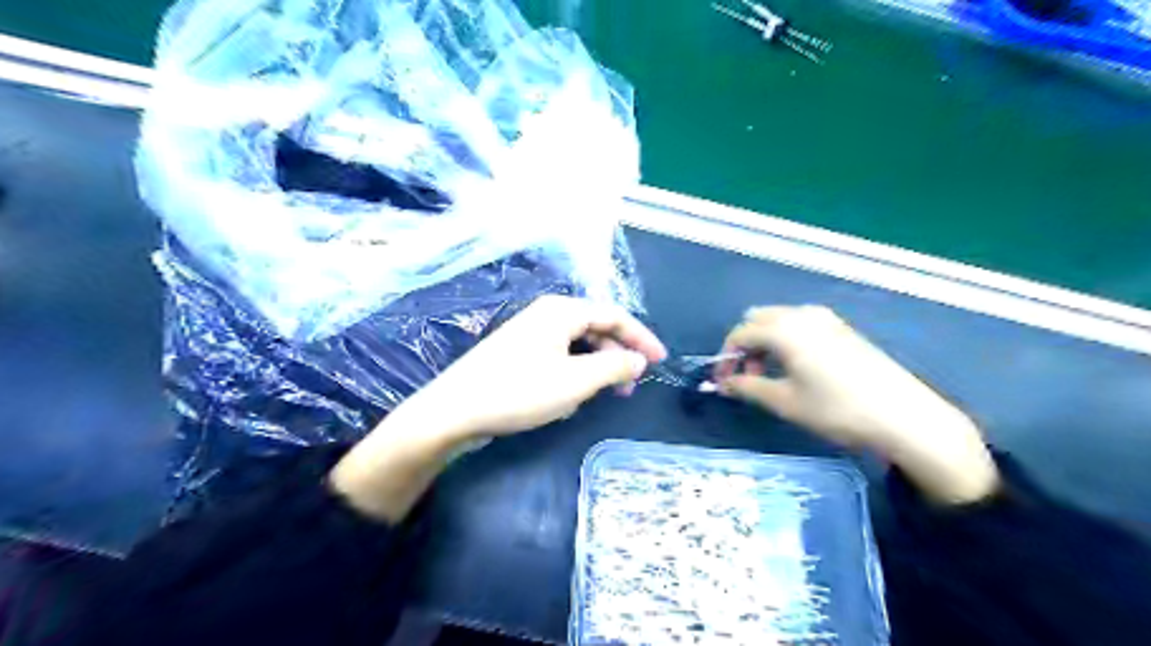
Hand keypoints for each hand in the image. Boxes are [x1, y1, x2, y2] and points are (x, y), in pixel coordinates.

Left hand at [412, 292, 671, 439]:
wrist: (455, 410)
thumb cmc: (520, 391)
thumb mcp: (576, 381)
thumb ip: (614, 367)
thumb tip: (639, 360)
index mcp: (562, 311)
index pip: (614, 316)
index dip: (641, 338)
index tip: (660, 361)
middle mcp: (547, 315)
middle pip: (595, 329)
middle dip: (617, 357)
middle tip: (630, 387)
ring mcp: (530, 334)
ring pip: (577, 346)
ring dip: (595, 369)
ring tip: (601, 396)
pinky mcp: (518, 353)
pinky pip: (558, 358)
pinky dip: (572, 375)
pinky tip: (568, 399)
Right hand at [717, 305, 999, 504]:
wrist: (903, 415)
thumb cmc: (836, 409)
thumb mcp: (785, 402)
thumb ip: (747, 387)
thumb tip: (723, 383)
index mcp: (785, 329)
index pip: (740, 333)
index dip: (726, 357)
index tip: (724, 382)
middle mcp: (803, 315)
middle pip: (758, 319)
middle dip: (745, 345)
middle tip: (747, 377)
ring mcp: (826, 319)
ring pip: (780, 320)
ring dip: (765, 342)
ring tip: (770, 375)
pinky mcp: (843, 328)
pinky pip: (800, 324)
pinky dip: (786, 340)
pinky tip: (796, 367)